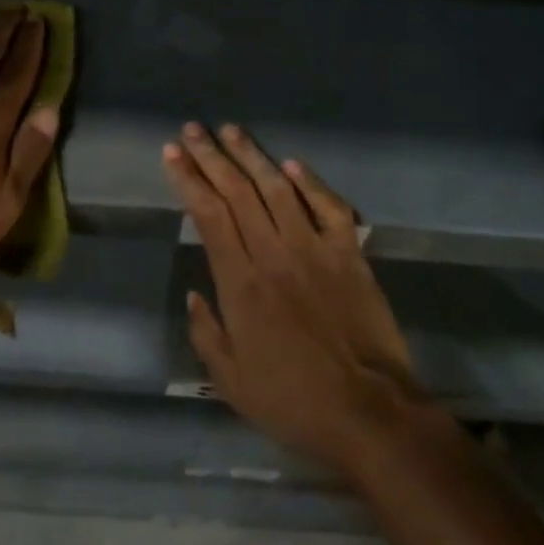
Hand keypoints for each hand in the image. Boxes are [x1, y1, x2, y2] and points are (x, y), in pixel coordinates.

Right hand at [164, 123, 426, 476]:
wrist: (371, 415)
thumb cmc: (295, 402)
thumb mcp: (232, 383)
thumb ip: (206, 334)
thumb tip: (194, 292)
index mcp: (240, 283)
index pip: (208, 214)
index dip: (188, 178)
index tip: (172, 153)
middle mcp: (273, 253)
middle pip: (236, 191)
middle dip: (211, 156)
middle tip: (192, 129)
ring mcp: (314, 249)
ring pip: (277, 188)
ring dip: (251, 156)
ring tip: (231, 130)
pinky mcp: (349, 254)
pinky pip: (328, 207)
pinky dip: (310, 183)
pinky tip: (291, 164)